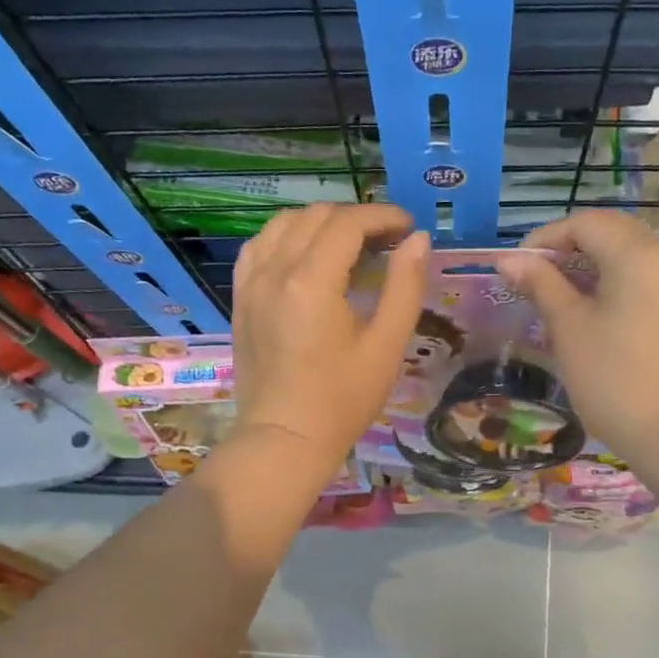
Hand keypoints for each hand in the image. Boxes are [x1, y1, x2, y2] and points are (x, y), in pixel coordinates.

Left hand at [231, 203, 430, 473]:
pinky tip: (304, 256)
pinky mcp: (240, 300)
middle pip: (316, 217)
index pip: (348, 224)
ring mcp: (251, 284)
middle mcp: (275, 271)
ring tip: (349, 246)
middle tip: (387, 241)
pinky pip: (259, 248)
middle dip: (356, 219)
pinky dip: (286, 239)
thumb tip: (418, 240)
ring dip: (320, 224)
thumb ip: (405, 287)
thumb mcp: (386, 347)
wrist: (285, 440)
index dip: (383, 217)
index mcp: (312, 281)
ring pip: (283, 225)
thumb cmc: (342, 401)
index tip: (408, 228)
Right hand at [495, 211, 658, 460]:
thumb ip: (540, 285)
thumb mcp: (569, 328)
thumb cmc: (612, 379)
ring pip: (632, 254)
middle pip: (613, 233)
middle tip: (536, 282)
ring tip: (562, 298)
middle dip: (570, 250)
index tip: (518, 268)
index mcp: (641, 254)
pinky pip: (650, 277)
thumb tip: (508, 260)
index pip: (586, 223)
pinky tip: (597, 312)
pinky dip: (619, 283)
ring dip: (594, 266)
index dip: (546, 238)